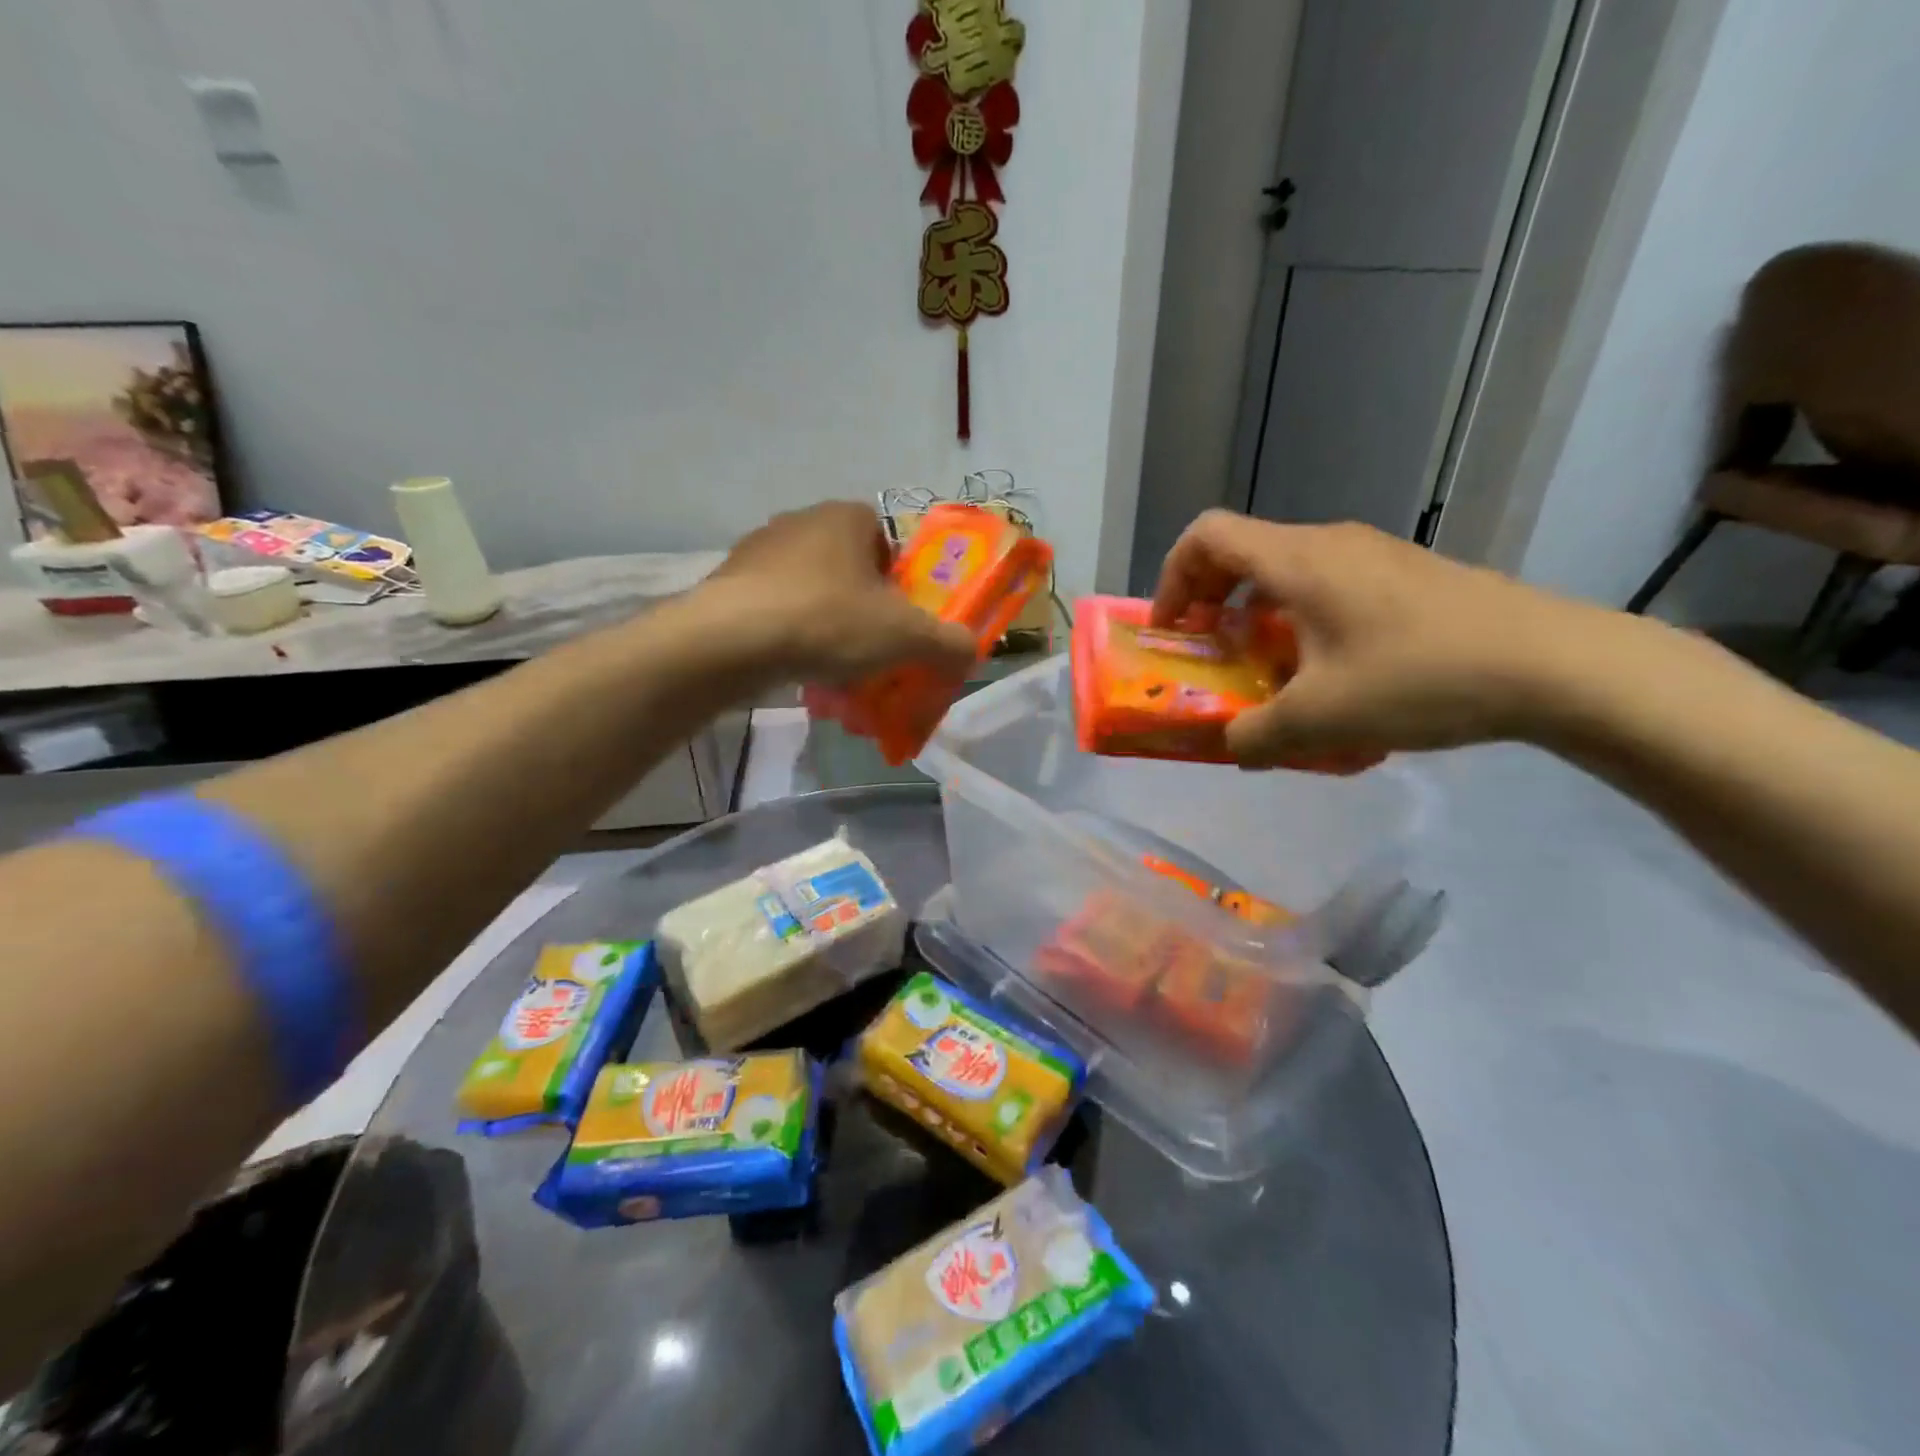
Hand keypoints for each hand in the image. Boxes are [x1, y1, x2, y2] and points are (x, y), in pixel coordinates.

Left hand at [700, 501, 977, 683]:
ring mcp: (758, 552)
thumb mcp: (907, 636)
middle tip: (876, 648)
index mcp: (847, 517)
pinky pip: (777, 611)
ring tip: (837, 669)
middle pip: (851, 568)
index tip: (906, 618)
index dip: (905, 580)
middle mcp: (801, 521)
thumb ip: (948, 642)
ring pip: (812, 591)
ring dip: (829, 625)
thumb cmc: (829, 622)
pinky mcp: (729, 585)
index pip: (889, 539)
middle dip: (867, 608)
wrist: (731, 642)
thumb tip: (970, 651)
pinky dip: (793, 636)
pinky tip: (799, 669)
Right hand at [1153, 510, 1611, 764]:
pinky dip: (1305, 627)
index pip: (1206, 537)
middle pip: (1244, 554)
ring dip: (1261, 621)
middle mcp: (1330, 544)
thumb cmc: (1419, 678)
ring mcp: (1375, 558)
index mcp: (1297, 561)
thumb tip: (1233, 746)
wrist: (1556, 665)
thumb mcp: (1319, 721)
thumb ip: (1253, 738)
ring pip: (1289, 576)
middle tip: (1212, 657)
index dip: (1172, 579)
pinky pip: (1332, 592)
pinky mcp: (1409, 579)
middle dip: (1212, 605)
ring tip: (1271, 677)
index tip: (1174, 632)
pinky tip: (1333, 681)